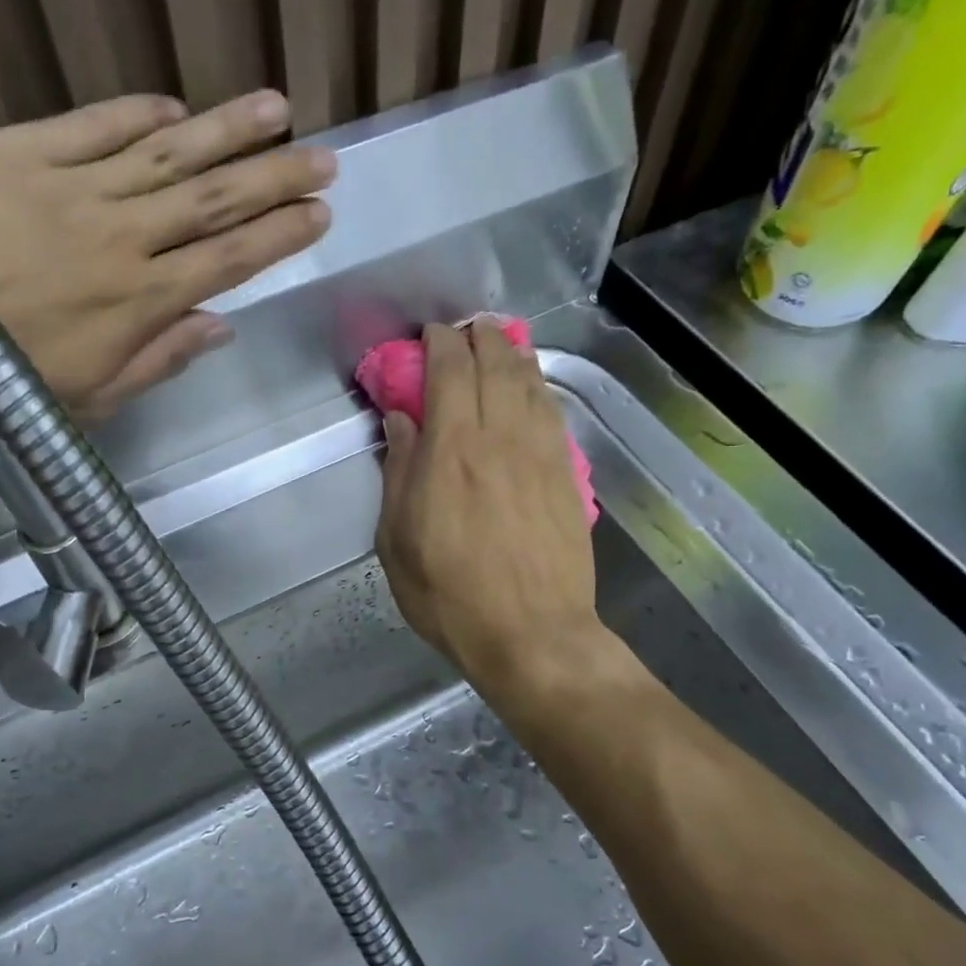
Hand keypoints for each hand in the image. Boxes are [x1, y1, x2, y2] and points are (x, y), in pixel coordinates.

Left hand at [0, 90, 332, 419]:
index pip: (229, 260)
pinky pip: (95, 127)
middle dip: (275, 178)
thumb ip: (160, 359)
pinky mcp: (19, 153)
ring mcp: (73, 190)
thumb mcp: (91, 398)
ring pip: (168, 153)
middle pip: (214, 200)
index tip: (318, 215)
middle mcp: (123, 239)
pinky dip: (138, 114)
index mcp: (140, 303)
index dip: (279, 235)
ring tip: (276, 110)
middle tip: (323, 158)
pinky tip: (175, 107)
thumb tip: (220, 326)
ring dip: (227, 131)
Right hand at [376, 319, 601, 689]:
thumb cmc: (451, 595)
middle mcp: (500, 439)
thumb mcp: (398, 541)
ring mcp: (541, 455)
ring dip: (512, 354)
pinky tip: (531, 386)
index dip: (439, 344)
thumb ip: (400, 472)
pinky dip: (538, 388)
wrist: (532, 635)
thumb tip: (401, 420)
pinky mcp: (567, 476)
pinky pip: (552, 414)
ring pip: (530, 383)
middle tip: (465, 330)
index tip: (429, 335)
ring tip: (499, 343)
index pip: (450, 372)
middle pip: (496, 366)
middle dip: (479, 338)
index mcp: (452, 451)